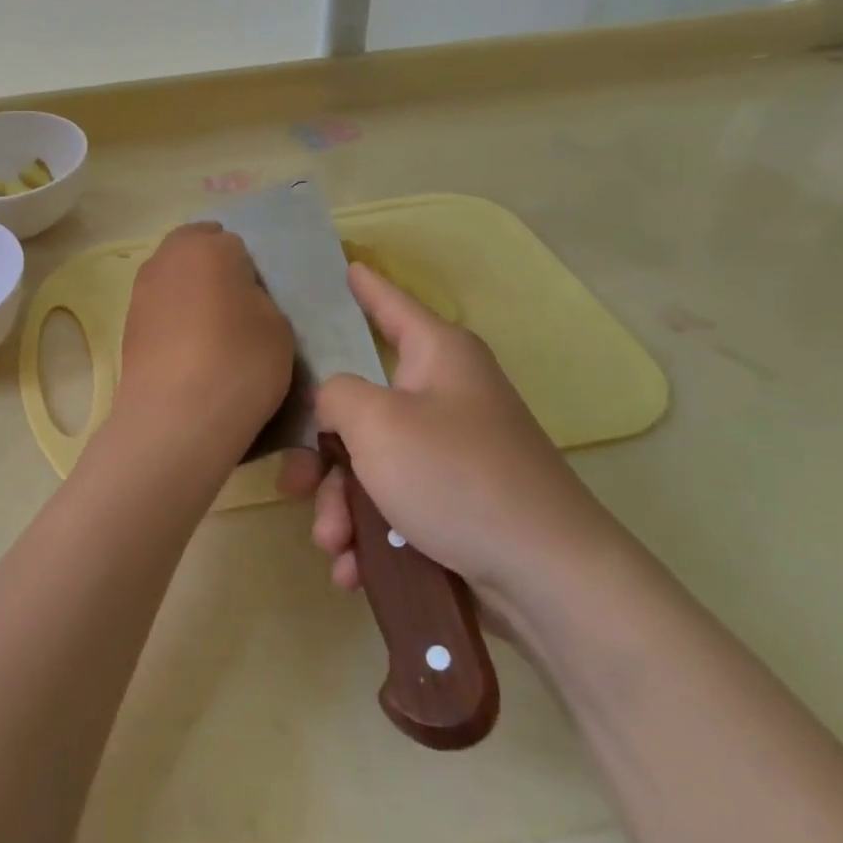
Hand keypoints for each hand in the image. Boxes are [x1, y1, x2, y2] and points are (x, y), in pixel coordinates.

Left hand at [112, 223, 294, 464]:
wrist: (176, 419)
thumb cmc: (239, 362)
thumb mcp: (278, 326)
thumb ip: (259, 298)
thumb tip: (239, 297)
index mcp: (208, 246)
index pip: (235, 243)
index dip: (249, 270)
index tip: (259, 300)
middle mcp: (166, 258)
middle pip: (195, 252)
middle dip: (214, 271)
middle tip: (237, 309)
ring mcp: (140, 291)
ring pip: (173, 280)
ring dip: (190, 294)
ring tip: (212, 334)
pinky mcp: (127, 325)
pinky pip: (159, 310)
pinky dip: (173, 321)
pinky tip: (189, 352)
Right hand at [278, 263, 627, 607]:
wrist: (548, 578)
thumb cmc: (456, 477)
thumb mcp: (376, 423)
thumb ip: (334, 395)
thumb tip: (331, 404)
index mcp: (437, 355)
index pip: (389, 302)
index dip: (361, 284)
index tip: (340, 264)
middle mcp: (445, 394)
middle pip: (360, 404)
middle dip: (322, 454)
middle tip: (294, 486)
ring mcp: (451, 451)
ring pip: (369, 462)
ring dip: (340, 505)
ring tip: (335, 544)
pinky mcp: (454, 502)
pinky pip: (393, 503)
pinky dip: (369, 533)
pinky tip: (353, 569)